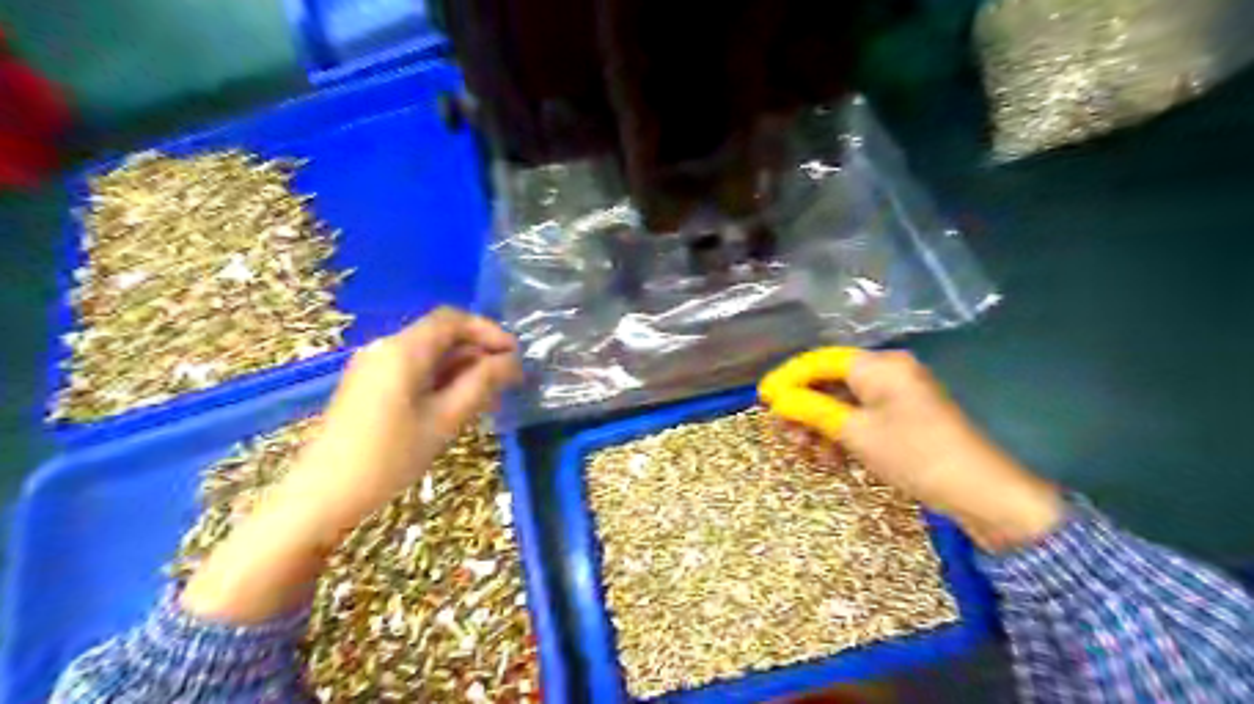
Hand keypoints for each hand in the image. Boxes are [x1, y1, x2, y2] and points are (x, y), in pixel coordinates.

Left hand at [185, 308, 522, 622]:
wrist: (321, 496)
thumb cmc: (389, 457)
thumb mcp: (445, 419)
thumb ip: (482, 383)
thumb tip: (511, 361)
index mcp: (403, 349)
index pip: (453, 319)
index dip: (488, 331)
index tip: (514, 356)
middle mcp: (385, 347)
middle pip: (441, 334)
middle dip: (478, 351)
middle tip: (508, 381)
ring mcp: (373, 367)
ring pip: (428, 353)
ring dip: (462, 367)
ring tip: (489, 396)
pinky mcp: (368, 386)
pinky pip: (413, 369)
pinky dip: (441, 378)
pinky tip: (456, 404)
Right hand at [758, 350, 1061, 551]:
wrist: (981, 493)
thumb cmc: (914, 455)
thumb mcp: (855, 432)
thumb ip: (812, 410)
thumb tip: (777, 399)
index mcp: (879, 365)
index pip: (820, 361)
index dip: (788, 378)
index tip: (762, 399)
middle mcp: (888, 372)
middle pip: (831, 382)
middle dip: (804, 408)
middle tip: (785, 434)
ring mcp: (898, 395)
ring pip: (844, 403)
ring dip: (822, 426)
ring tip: (807, 454)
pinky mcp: (905, 418)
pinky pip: (862, 418)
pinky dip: (843, 435)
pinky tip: (834, 459)